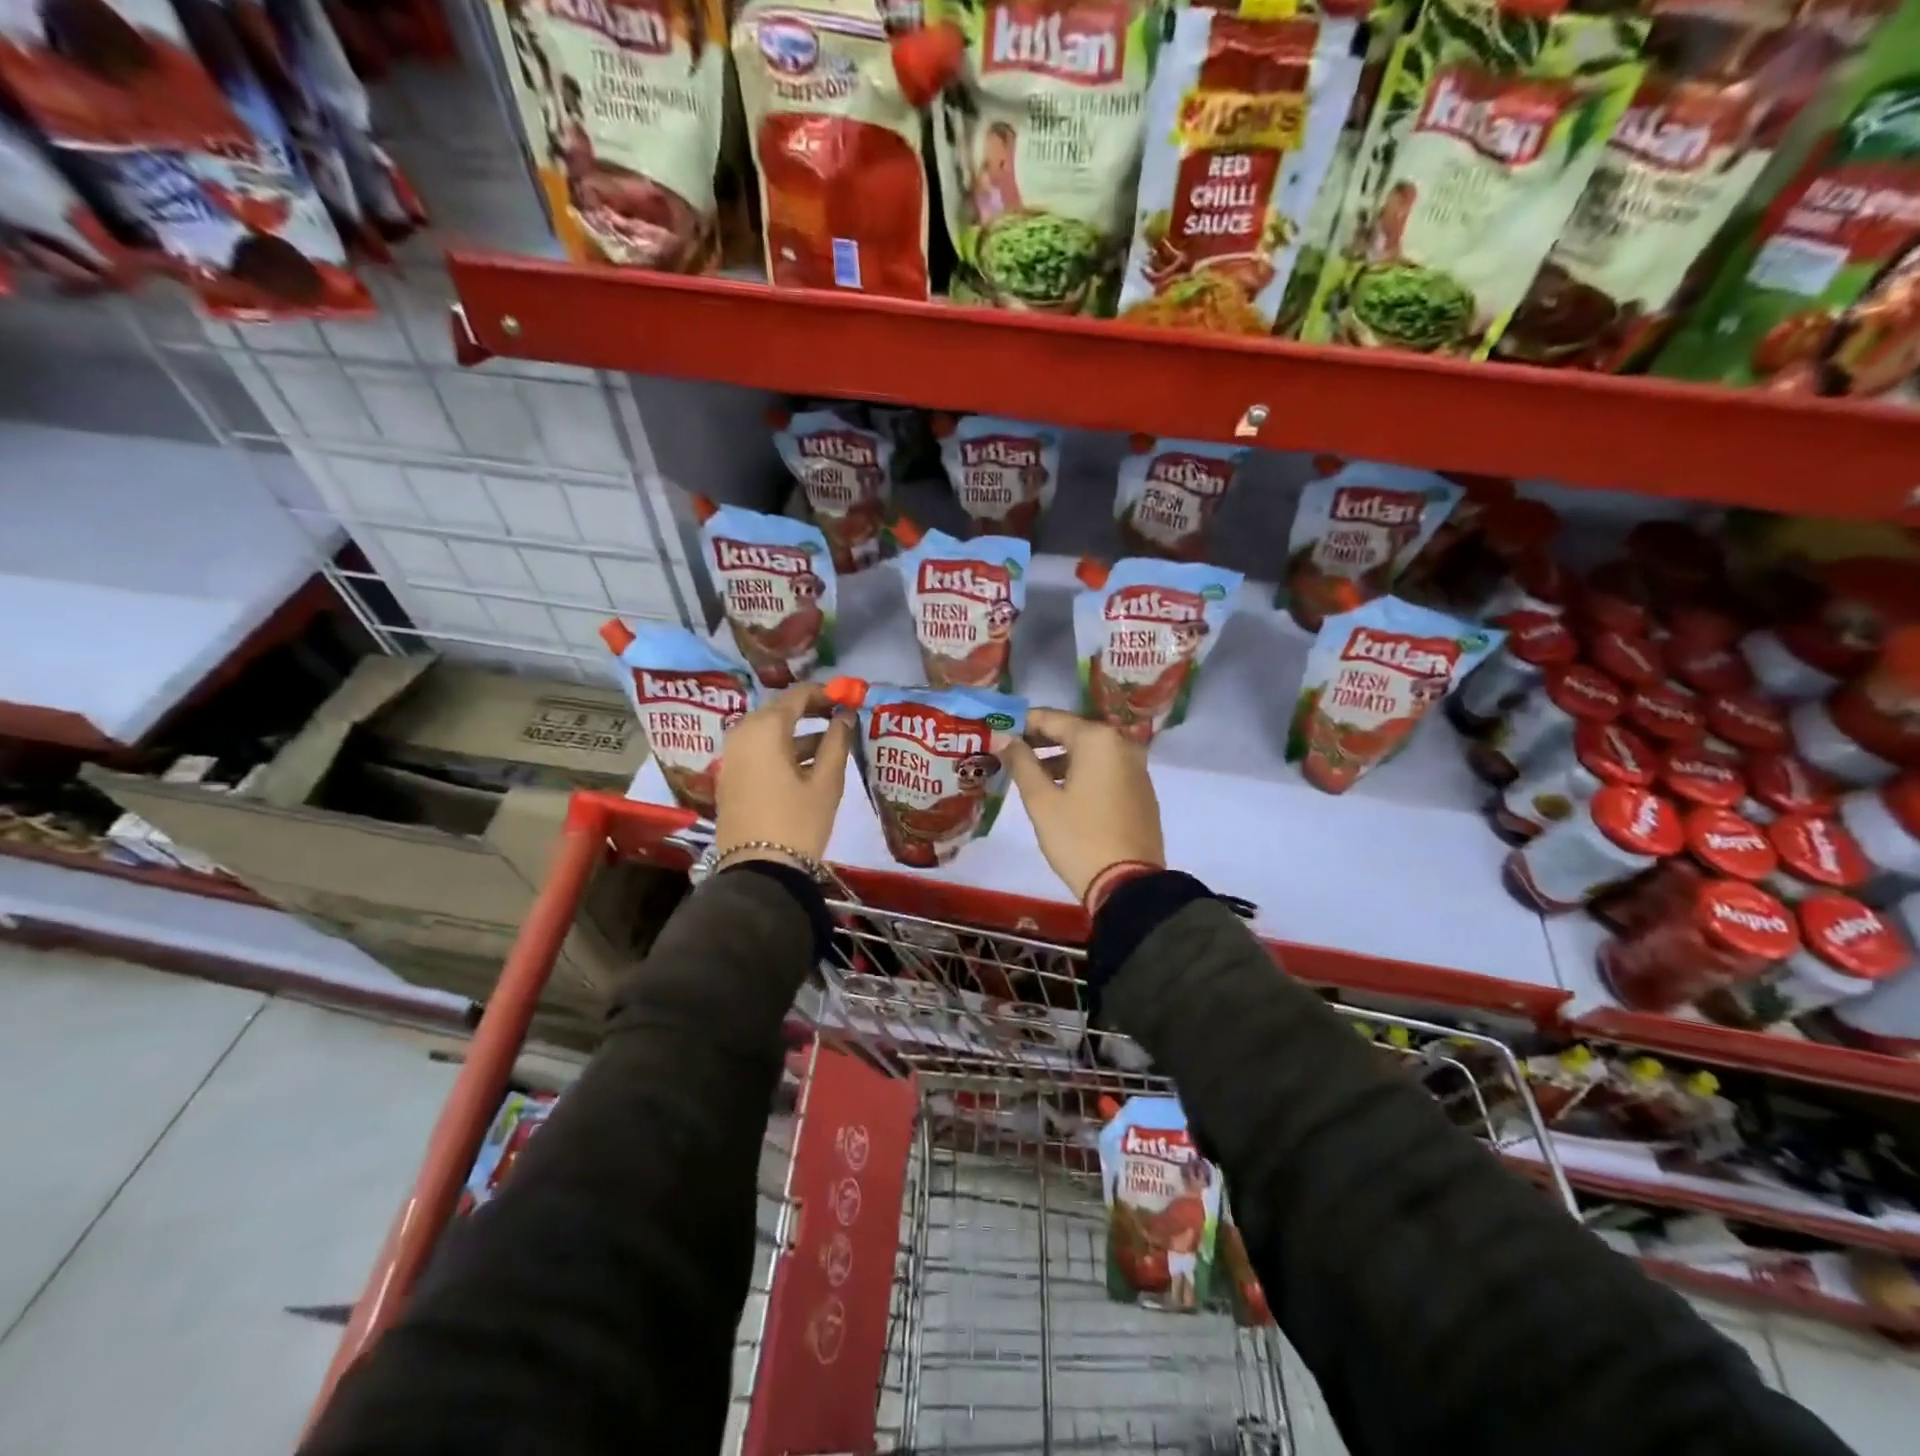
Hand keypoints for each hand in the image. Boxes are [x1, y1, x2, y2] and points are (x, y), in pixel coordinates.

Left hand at [714, 685, 853, 870]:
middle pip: (779, 711)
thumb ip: (837, 742)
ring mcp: (731, 757)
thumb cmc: (798, 822)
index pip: (797, 695)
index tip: (847, 699)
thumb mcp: (826, 781)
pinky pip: (757, 751)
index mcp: (765, 728)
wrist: (759, 871)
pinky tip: (806, 765)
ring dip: (797, 734)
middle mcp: (741, 734)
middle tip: (839, 717)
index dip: (825, 694)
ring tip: (830, 744)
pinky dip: (781, 750)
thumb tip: (845, 716)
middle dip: (810, 711)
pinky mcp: (729, 778)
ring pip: (767, 733)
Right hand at [1002, 708, 1164, 902]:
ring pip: (1090, 752)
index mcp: (1098, 740)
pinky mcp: (1141, 791)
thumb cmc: (1079, 838)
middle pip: (1073, 732)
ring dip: (1060, 758)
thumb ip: (1021, 763)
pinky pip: (1105, 770)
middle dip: (1040, 740)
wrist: (1129, 885)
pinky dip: (1081, 772)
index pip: (1051, 718)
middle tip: (1009, 752)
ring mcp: (1136, 768)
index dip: (1021, 723)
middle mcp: (1122, 744)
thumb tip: (1006, 739)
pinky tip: (1060, 790)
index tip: (997, 731)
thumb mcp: (1042, 801)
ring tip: (1029, 774)